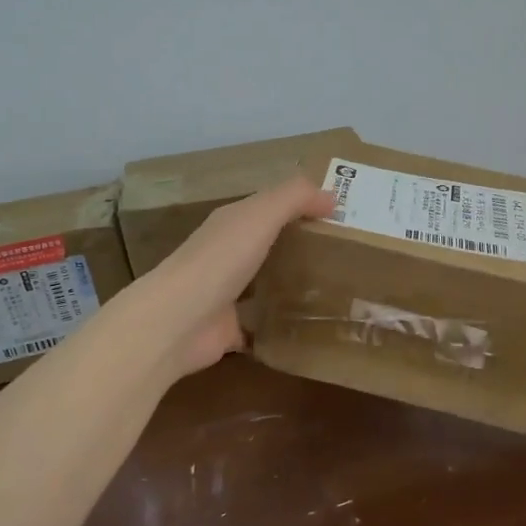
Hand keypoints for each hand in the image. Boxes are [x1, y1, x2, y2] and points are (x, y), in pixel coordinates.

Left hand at [136, 175, 336, 377]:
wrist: (178, 321)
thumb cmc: (221, 260)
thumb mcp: (260, 215)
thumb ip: (295, 198)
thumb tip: (331, 195)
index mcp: (232, 223)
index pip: (271, 206)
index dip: (303, 205)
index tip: (342, 215)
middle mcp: (227, 254)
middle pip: (269, 244)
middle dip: (301, 246)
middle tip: (347, 253)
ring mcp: (227, 294)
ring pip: (265, 284)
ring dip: (292, 285)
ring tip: (335, 290)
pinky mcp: (230, 329)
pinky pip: (262, 325)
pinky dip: (281, 325)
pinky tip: (311, 327)